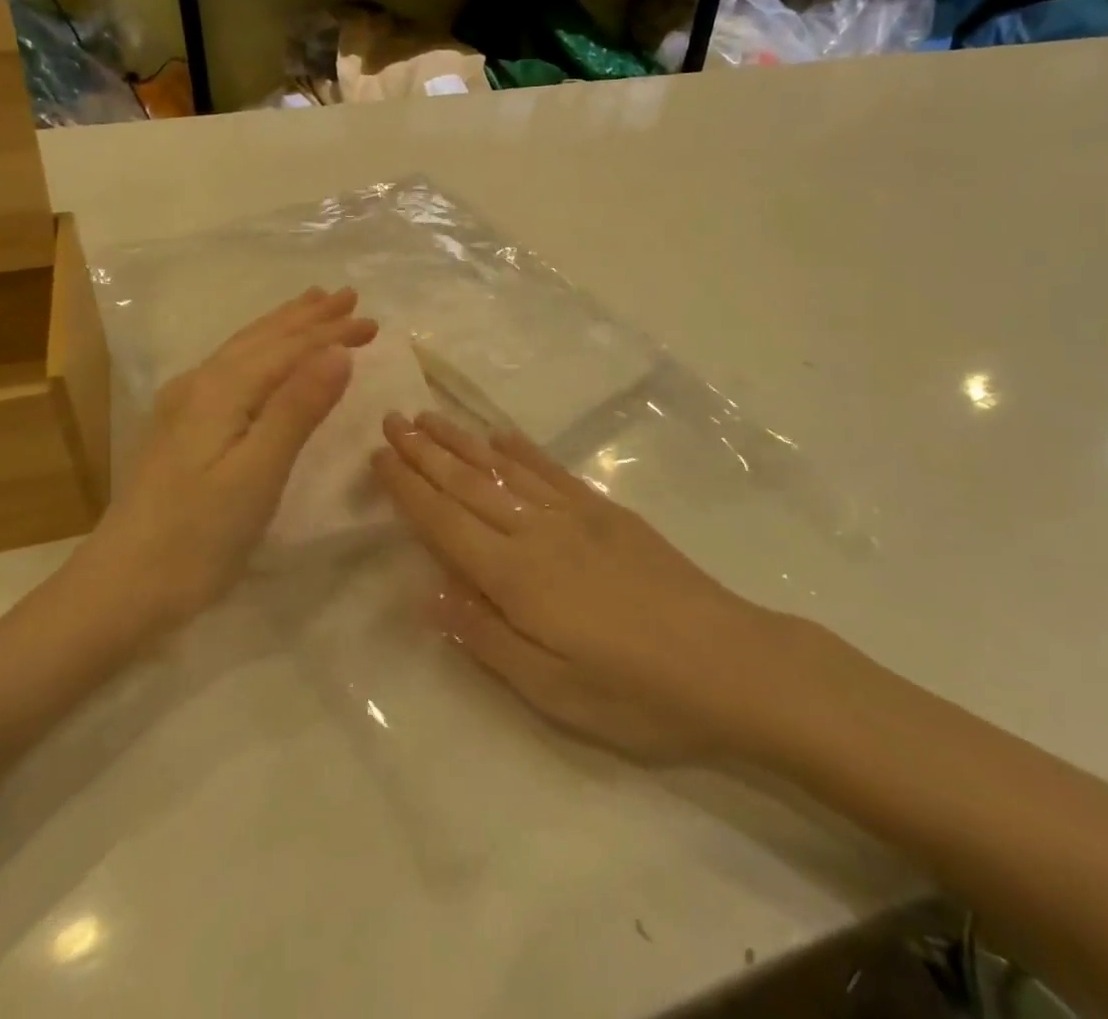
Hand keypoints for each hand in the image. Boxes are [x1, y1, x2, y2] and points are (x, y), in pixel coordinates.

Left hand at [61, 287, 377, 636]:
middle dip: (308, 318)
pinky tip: (260, 357)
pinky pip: (233, 369)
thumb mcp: (258, 473)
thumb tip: (338, 351)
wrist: (121, 587)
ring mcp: (186, 406)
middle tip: (348, 296)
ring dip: (283, 327)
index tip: (374, 322)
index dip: (332, 333)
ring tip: (310, 306)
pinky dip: (262, 351)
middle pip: (263, 339)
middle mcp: (201, 385)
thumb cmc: (199, 535)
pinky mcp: (182, 428)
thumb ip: (297, 409)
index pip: (288, 349)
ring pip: (244, 350)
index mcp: (222, 391)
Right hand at [373, 412, 774, 762]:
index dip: (408, 488)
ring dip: (462, 441)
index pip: (444, 522)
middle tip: (390, 418)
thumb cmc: (636, 692)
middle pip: (468, 483)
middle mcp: (537, 531)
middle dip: (424, 451)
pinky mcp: (607, 511)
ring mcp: (575, 514)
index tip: (378, 456)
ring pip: (503, 468)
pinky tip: (501, 435)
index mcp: (516, 576)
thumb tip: (428, 593)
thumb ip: (485, 636)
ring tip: (429, 416)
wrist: (729, 661)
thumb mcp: (552, 690)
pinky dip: (521, 449)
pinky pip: (551, 471)